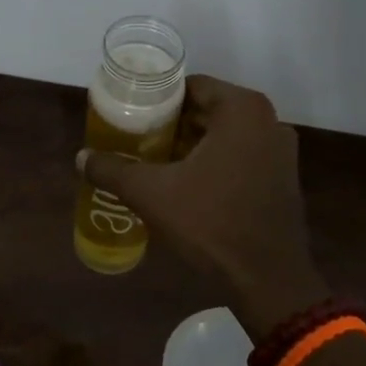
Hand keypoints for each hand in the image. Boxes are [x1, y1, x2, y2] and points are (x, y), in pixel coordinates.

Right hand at [78, 76, 326, 337]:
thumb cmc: (211, 223)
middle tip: (138, 138)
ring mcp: (281, 150)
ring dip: (193, 144)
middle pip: (209, 109)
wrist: (267, 278)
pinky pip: (242, 155)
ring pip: (226, 134)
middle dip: (173, 123)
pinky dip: (216, 161)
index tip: (132, 115)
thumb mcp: (152, 194)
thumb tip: (81, 158)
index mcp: (242, 110)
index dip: (159, 100)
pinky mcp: (284, 178)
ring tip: (156, 160)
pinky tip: (188, 184)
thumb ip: (113, 170)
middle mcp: (268, 121)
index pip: (192, 86)